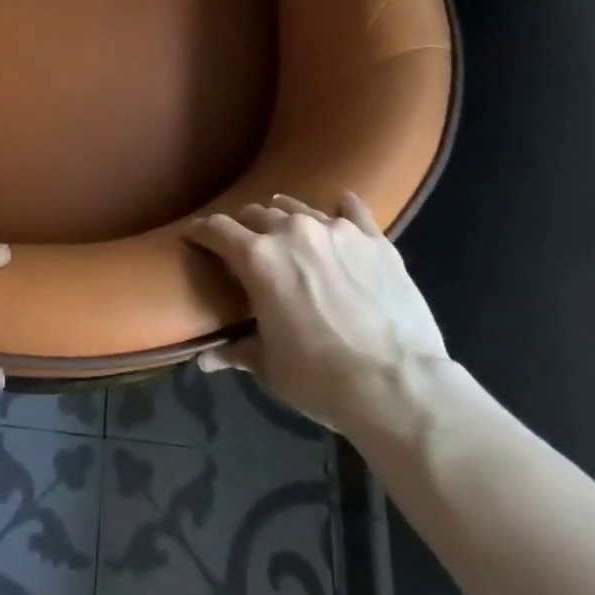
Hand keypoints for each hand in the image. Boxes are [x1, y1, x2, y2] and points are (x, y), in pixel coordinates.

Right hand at [187, 194, 448, 434]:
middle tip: (246, 247)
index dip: (201, 231)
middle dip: (245, 228)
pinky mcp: (374, 239)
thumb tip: (205, 360)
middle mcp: (292, 231)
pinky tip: (339, 210)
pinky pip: (351, 209)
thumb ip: (236, 351)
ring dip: (285, 217)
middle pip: (256, 214)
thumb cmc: (322, 379)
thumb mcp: (271, 367)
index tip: (194, 236)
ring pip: (298, 208)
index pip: (217, 230)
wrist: (400, 387)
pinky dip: (340, 209)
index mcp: (258, 258)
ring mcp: (336, 230)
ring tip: (286, 230)